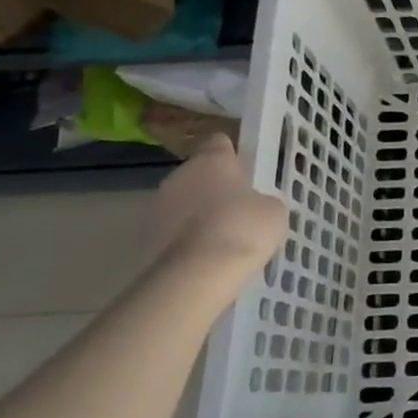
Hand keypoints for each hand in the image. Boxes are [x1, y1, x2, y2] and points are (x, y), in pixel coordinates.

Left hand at [150, 134, 287, 273]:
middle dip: (213, 188)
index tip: (246, 173)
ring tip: (219, 239)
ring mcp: (157, 207)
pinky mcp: (144, 238)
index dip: (233, 156)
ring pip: (181, 203)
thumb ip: (263, 200)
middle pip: (198, 174)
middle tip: (236, 210)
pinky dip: (184, 240)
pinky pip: (171, 231)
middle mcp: (180, 175)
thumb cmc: (242, 229)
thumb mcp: (272, 211)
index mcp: (211, 159)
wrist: (197, 275)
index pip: (220, 143)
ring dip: (195, 214)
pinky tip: (203, 258)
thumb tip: (255, 206)